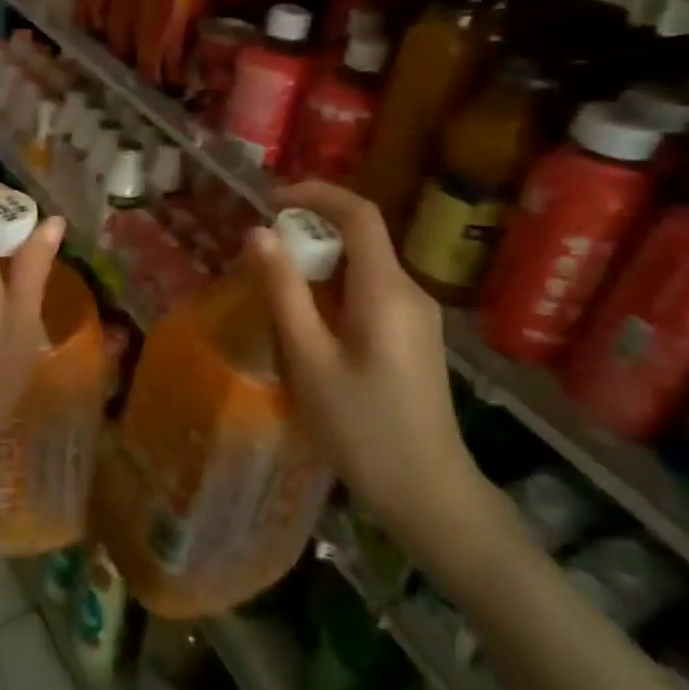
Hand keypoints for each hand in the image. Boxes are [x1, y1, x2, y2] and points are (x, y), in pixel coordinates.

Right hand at [247, 180, 487, 561]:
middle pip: (361, 237)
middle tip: (262, 254)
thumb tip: (258, 234)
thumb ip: (283, 292)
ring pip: (365, 266)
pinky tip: (311, 324)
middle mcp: (410, 291)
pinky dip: (336, 288)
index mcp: (386, 290)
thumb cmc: (362, 428)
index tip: (270, 200)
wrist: (430, 495)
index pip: (359, 213)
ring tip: (277, 289)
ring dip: (320, 263)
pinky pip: (372, 292)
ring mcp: (418, 315)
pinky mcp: (415, 337)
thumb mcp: (309, 360)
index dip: (315, 194)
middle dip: (310, 231)